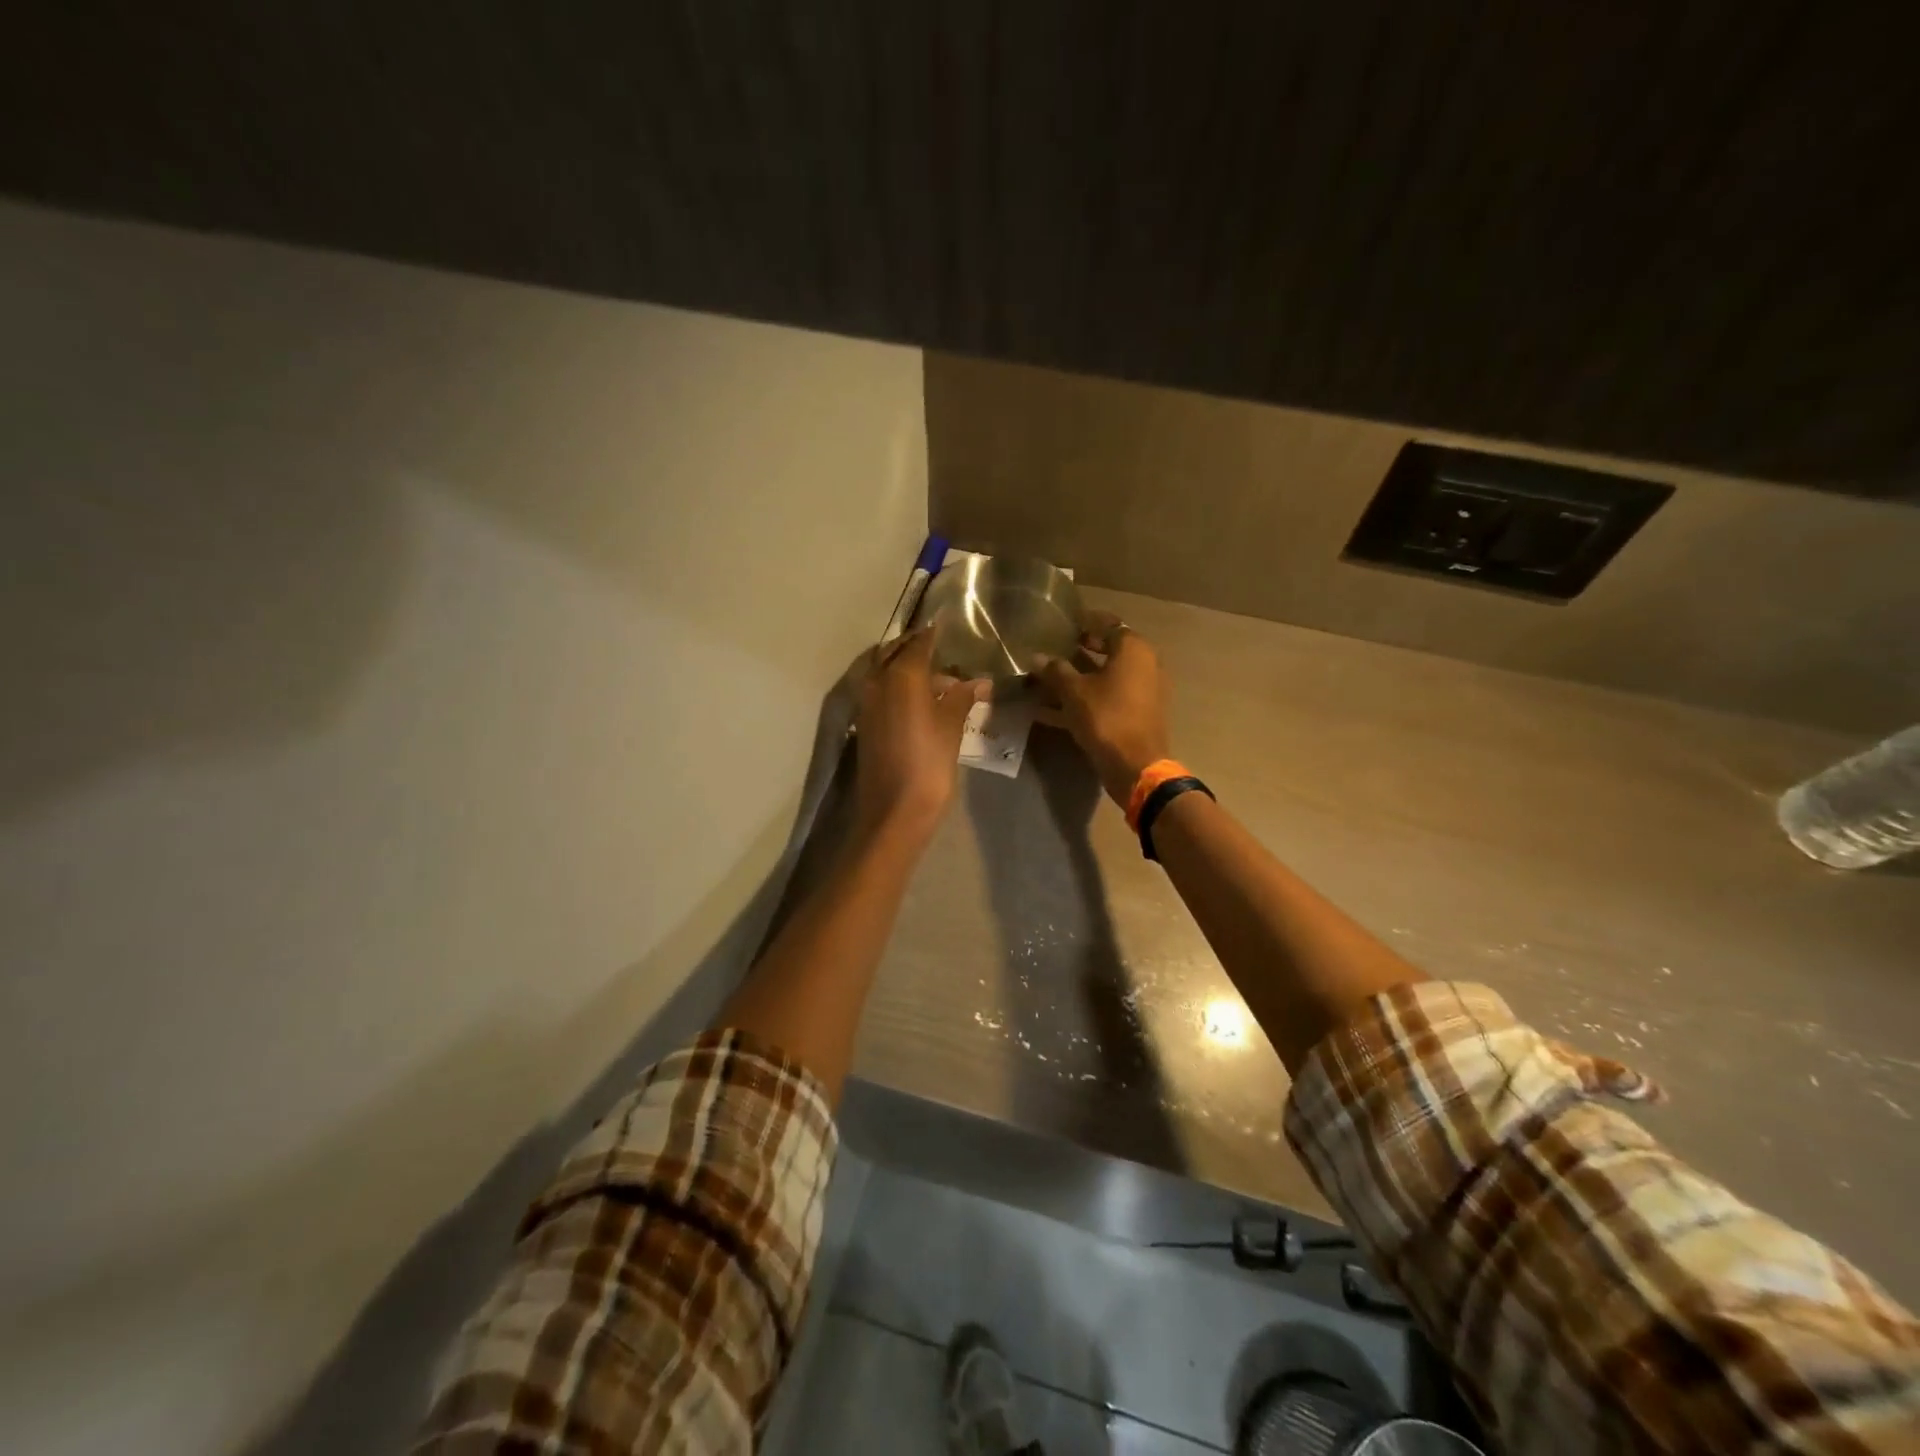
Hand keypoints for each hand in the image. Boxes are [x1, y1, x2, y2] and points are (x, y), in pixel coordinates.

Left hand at [853, 627, 987, 842]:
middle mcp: (877, 681)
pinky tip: (919, 698)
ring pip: (884, 671)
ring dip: (904, 667)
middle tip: (939, 647)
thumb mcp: (951, 727)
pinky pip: (880, 691)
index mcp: (901, 676)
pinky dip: (896, 685)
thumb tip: (977, 682)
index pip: (919, 644)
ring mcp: (867, 703)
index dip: (934, 634)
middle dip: (914, 647)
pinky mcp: (864, 723)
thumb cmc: (929, 764)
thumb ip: (961, 698)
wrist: (894, 810)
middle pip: (894, 652)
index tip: (947, 624)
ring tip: (935, 676)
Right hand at [1035, 611, 1171, 807]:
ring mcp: (1142, 691)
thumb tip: (1036, 657)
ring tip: (1045, 680)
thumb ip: (1054, 671)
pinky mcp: (1135, 714)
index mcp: (1133, 650)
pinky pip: (1106, 698)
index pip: (1108, 624)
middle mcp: (1143, 665)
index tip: (1062, 623)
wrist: (1135, 766)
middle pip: (1107, 650)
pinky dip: (1084, 700)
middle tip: (1052, 649)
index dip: (1084, 622)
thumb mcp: (1074, 692)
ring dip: (1077, 678)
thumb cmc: (1106, 718)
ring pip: (1104, 677)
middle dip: (1078, 650)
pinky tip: (1049, 710)